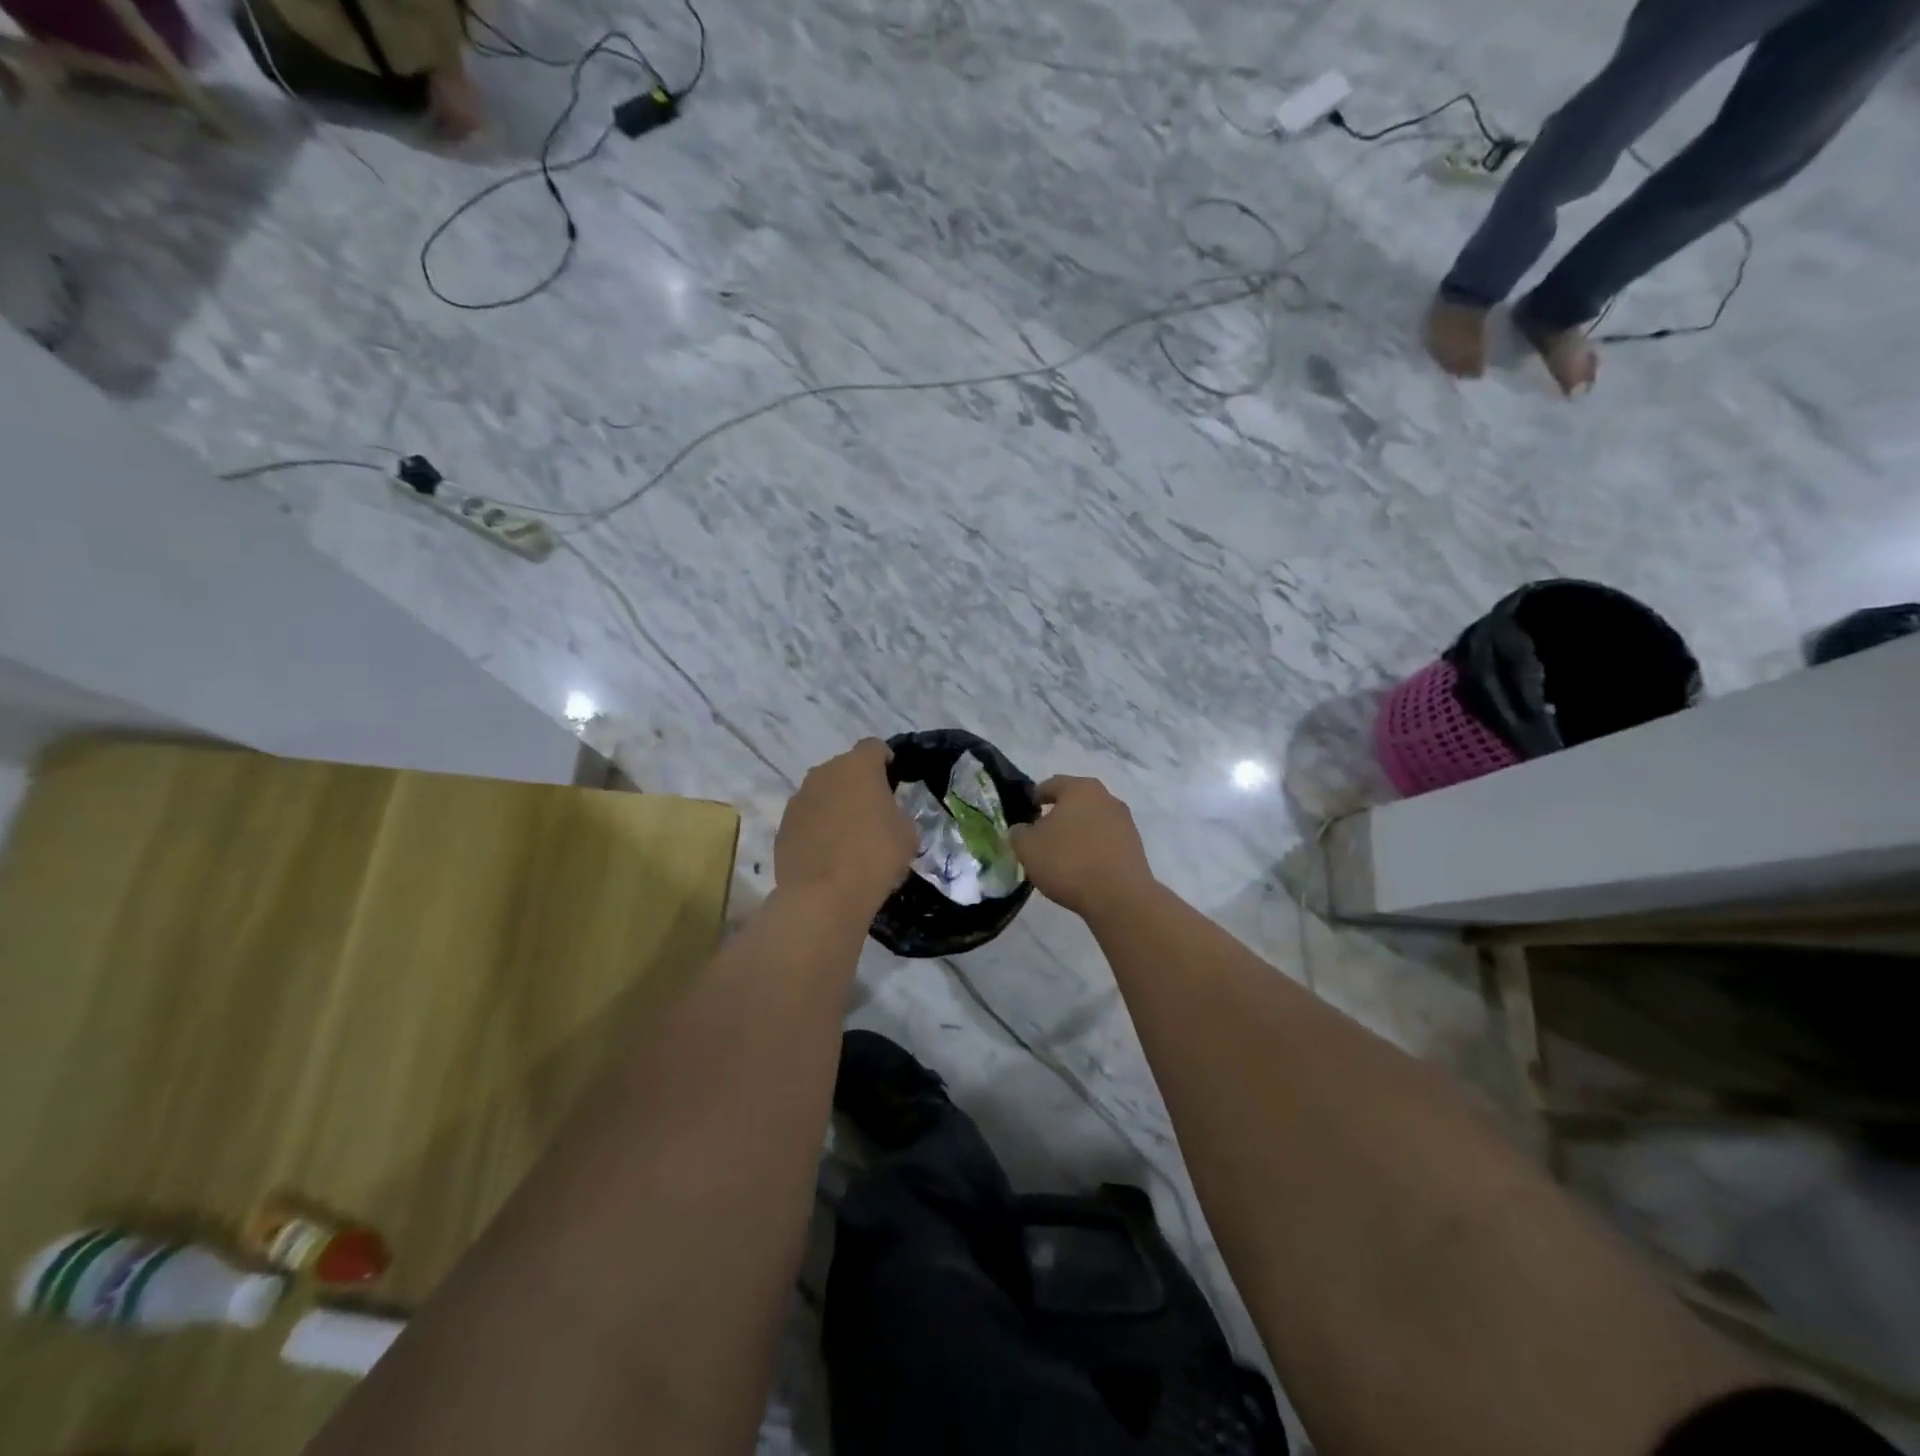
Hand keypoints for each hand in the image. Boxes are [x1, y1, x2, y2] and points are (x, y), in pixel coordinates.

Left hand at [775, 739, 917, 915]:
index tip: (894, 783)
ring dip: (835, 806)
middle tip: (873, 815)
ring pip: (823, 793)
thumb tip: (887, 817)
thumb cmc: (875, 857)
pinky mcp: (782, 826)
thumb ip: (898, 814)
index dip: (886, 761)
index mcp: (858, 766)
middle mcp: (824, 773)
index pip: (874, 747)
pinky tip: (828, 856)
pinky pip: (807, 819)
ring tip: (848, 838)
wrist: (823, 896)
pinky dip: (817, 829)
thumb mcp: (907, 834)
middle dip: (858, 786)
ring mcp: (798, 799)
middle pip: (845, 769)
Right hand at [1010, 776, 1155, 919]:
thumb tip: (1022, 830)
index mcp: (1079, 788)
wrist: (1119, 897)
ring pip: (1092, 821)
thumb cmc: (1068, 862)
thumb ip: (1019, 833)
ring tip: (1062, 854)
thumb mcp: (1027, 847)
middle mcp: (1106, 798)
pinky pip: (1106, 841)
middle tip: (1042, 833)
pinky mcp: (1135, 846)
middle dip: (1058, 814)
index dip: (1035, 796)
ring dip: (1077, 832)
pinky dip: (1093, 848)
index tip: (1026, 811)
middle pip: (1076, 801)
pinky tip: (1082, 868)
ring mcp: (1124, 822)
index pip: (1051, 784)